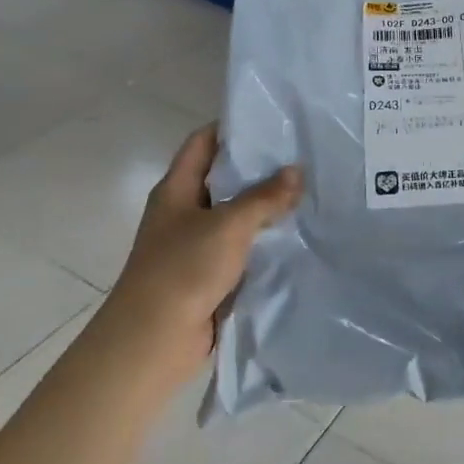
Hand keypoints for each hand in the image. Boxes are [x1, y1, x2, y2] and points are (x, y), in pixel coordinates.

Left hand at [105, 125, 301, 389]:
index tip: (273, 121)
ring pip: (236, 214)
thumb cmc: (183, 270)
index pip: (204, 142)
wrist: (154, 341)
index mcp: (177, 189)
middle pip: (224, 178)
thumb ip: (264, 197)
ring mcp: (196, 244)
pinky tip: (297, 233)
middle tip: (303, 155)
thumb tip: (297, 171)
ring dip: (266, 206)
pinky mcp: (210, 274)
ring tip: (310, 190)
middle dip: (260, 168)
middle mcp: (185, 211)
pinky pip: (242, 247)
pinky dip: (265, 239)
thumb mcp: (228, 225)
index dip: (233, 128)